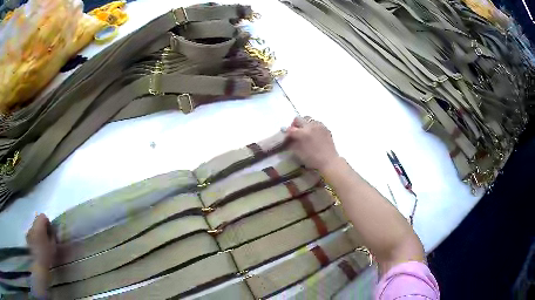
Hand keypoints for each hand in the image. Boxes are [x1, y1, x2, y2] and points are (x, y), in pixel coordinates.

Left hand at [26, 214, 56, 267]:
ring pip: (35, 225)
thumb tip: (52, 230)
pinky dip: (36, 234)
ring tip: (43, 241)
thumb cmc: (47, 254)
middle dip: (43, 226)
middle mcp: (33, 225)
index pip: (43, 216)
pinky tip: (38, 244)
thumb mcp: (53, 246)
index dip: (47, 222)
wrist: (39, 263)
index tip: (50, 230)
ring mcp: (30, 230)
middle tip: (47, 236)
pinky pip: (33, 231)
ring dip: (39, 230)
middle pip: (38, 220)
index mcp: (39, 226)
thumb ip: (52, 235)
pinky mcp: (28, 235)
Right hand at [285, 116, 339, 171]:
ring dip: (304, 124)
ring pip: (308, 119)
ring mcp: (319, 126)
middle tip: (295, 132)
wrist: (329, 161)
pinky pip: (316, 123)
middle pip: (298, 119)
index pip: (290, 129)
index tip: (287, 138)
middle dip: (295, 125)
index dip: (287, 134)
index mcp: (303, 133)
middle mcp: (310, 126)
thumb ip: (292, 143)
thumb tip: (288, 139)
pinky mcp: (325, 128)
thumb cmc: (312, 159)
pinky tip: (314, 134)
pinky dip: (313, 126)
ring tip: (305, 133)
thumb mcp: (298, 152)